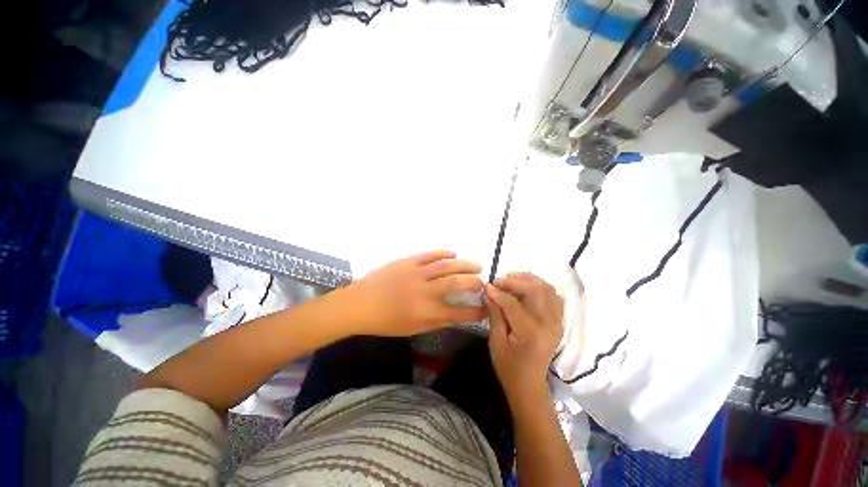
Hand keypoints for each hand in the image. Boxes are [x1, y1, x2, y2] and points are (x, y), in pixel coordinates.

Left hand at [346, 250, 487, 336]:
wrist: (359, 304)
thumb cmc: (385, 321)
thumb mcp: (412, 328)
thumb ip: (435, 321)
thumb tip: (454, 315)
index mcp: (425, 313)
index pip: (458, 313)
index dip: (475, 312)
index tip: (486, 309)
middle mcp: (424, 292)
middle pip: (455, 284)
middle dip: (474, 282)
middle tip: (483, 282)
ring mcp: (416, 274)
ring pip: (446, 266)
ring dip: (464, 265)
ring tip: (477, 265)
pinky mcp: (407, 262)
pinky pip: (429, 255)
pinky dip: (443, 252)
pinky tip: (454, 253)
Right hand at [485, 273, 563, 406]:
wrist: (529, 384)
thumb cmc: (508, 366)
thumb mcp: (496, 342)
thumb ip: (495, 314)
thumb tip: (489, 291)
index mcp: (531, 333)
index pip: (513, 303)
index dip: (498, 292)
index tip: (486, 286)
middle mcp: (549, 324)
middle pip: (535, 290)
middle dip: (515, 281)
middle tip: (499, 281)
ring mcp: (557, 322)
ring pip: (547, 289)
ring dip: (529, 280)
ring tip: (512, 279)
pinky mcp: (558, 322)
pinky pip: (554, 296)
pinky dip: (541, 287)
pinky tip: (527, 288)